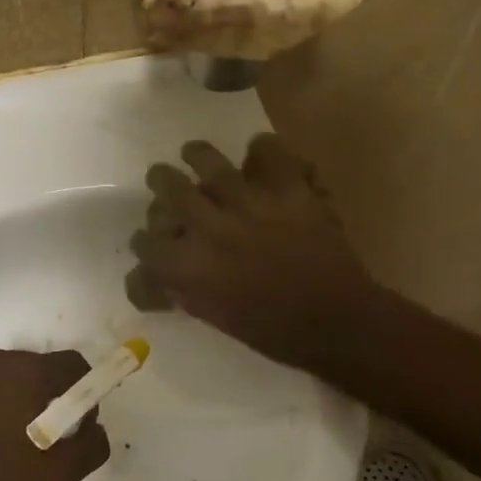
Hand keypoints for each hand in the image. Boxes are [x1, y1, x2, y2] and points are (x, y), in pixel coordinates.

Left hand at [0, 348, 109, 480]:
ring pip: (4, 379)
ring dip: (14, 403)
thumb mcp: (55, 476)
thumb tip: (96, 428)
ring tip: (5, 446)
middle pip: (38, 369)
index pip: (74, 364)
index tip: (76, 426)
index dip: (85, 392)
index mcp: (29, 372)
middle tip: (43, 441)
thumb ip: (90, 447)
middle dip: (48, 398)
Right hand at [129, 134, 382, 379]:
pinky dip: (262, 149)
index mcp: (189, 266)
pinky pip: (268, 151)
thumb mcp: (213, 315)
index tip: (152, 241)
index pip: (145, 242)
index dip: (145, 241)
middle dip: (161, 182)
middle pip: (168, 187)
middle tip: (164, 180)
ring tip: (194, 155)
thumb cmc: (271, 330)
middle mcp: (210, 227)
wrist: (335, 323)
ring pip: (207, 160)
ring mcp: (250, 204)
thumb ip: (183, 289)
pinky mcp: (288, 191)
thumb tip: (161, 277)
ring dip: (196, 155)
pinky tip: (257, 155)